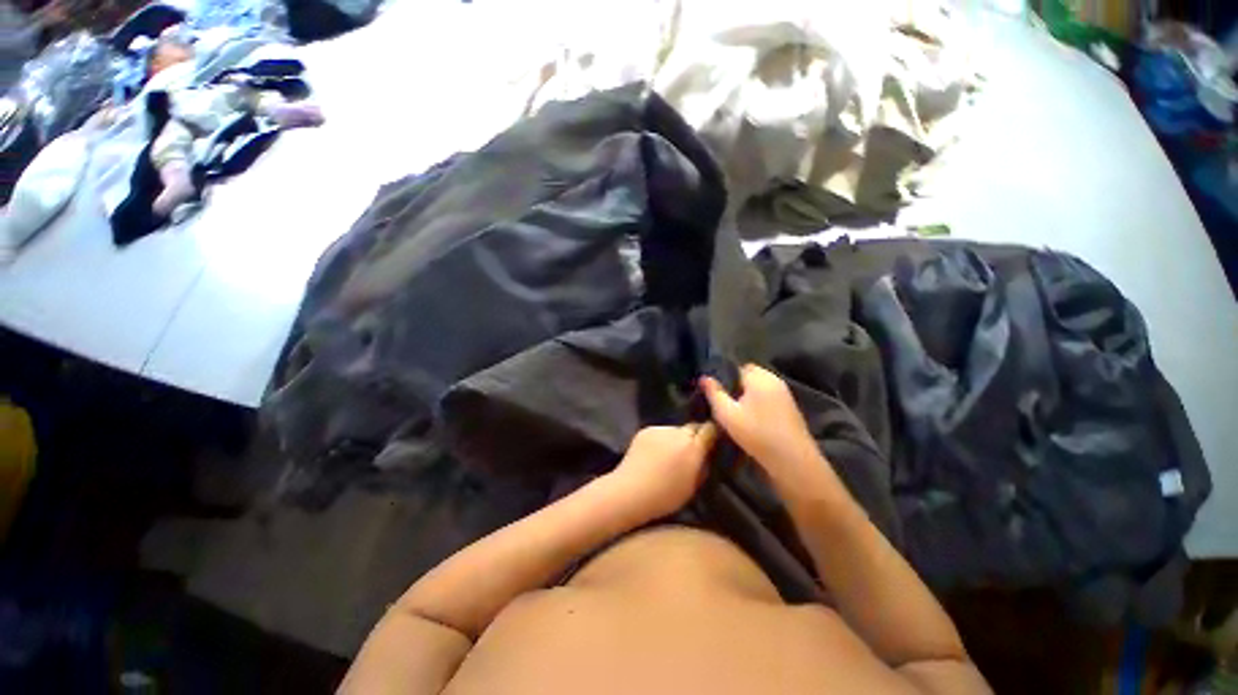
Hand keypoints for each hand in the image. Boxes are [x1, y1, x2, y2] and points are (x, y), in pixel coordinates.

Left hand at [609, 424, 716, 519]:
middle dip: (694, 437)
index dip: (712, 434)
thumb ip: (703, 465)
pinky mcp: (645, 430)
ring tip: (669, 455)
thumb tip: (708, 454)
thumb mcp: (693, 486)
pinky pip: (660, 432)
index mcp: (692, 447)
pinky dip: (661, 440)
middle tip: (691, 453)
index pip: (710, 429)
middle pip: (693, 427)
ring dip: (676, 439)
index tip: (712, 442)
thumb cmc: (665, 496)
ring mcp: (660, 429)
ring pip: (675, 430)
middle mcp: (677, 432)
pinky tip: (654, 454)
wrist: (630, 491)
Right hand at [701, 365, 831, 490]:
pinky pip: (769, 398)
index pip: (738, 367)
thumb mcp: (727, 414)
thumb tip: (704, 377)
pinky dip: (760, 404)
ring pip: (760, 388)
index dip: (726, 378)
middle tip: (725, 404)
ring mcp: (785, 394)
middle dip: (737, 387)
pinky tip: (753, 420)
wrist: (793, 460)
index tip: (717, 392)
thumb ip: (714, 393)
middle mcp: (774, 380)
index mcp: (759, 377)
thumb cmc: (756, 434)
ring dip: (749, 396)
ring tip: (737, 413)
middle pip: (750, 376)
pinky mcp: (790, 407)